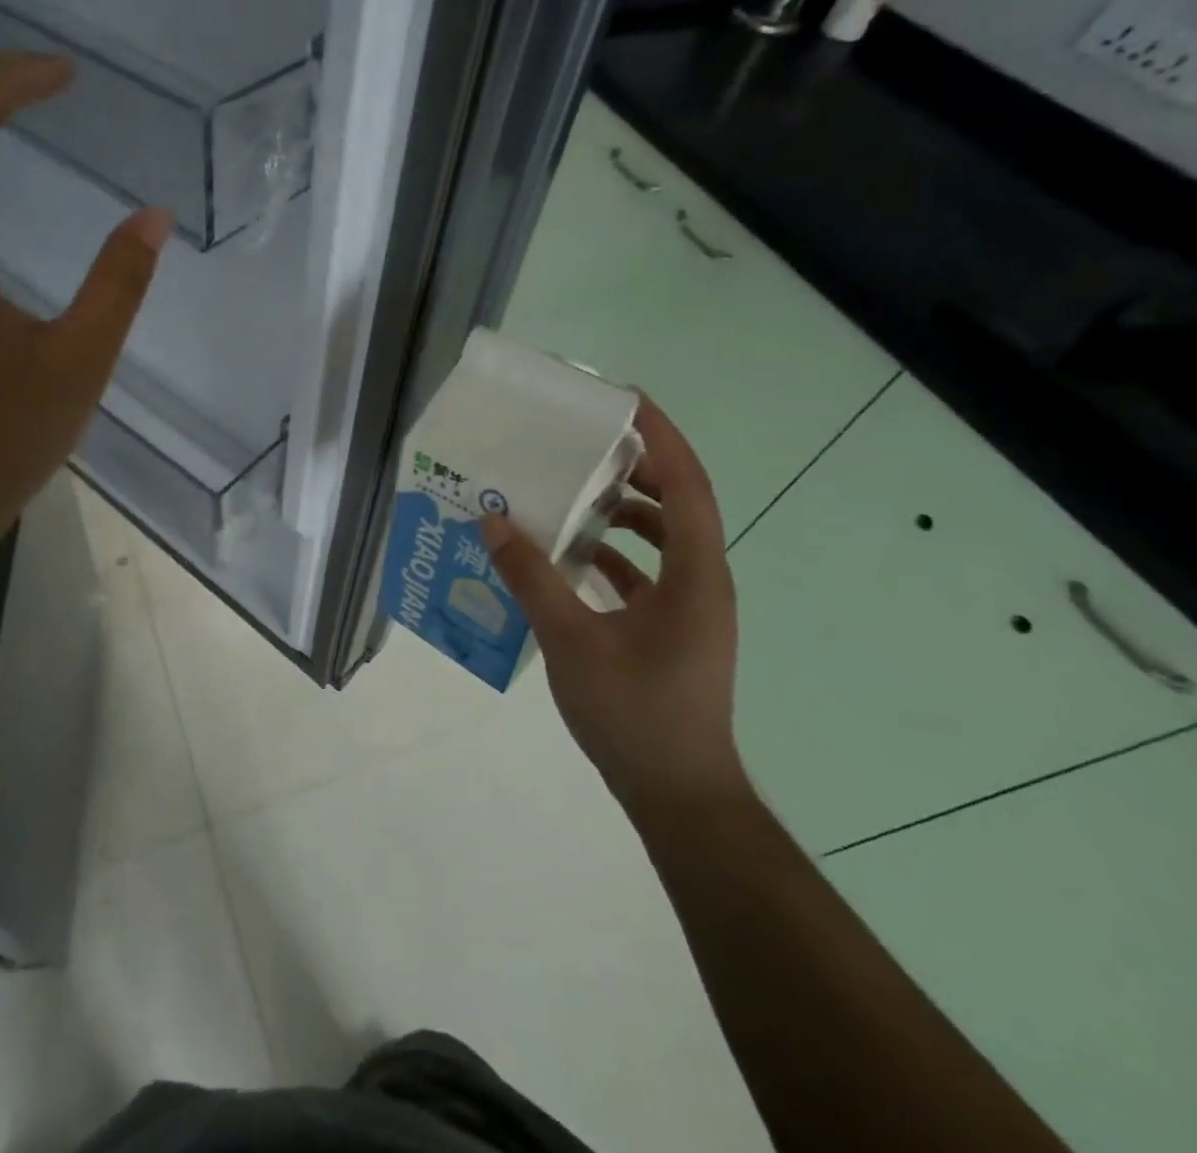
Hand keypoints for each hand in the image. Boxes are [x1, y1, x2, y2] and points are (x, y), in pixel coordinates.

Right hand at [480, 396, 747, 816]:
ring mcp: (691, 609)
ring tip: (574, 494)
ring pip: (665, 540)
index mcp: (695, 575)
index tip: (625, 400)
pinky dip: (616, 556)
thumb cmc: (634, 714)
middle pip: (680, 504)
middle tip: (586, 444)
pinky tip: (571, 558)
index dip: (662, 437)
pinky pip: (649, 574)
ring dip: (625, 513)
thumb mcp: (571, 640)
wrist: (679, 795)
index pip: (688, 485)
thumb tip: (493, 520)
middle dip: (638, 468)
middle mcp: (703, 583)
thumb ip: (531, 577)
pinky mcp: (674, 631)